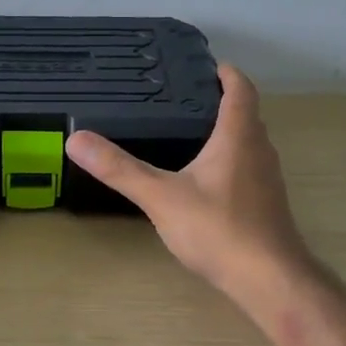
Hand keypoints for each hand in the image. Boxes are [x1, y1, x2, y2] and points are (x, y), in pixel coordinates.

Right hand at [65, 64, 312, 304]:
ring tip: (190, 133)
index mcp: (238, 137)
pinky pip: (248, 168)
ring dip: (227, 132)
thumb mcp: (161, 197)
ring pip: (249, 143)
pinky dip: (229, 160)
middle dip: (221, 102)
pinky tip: (204, 180)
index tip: (205, 66)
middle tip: (185, 98)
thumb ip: (120, 169)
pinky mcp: (266, 204)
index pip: (240, 89)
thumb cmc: (218, 229)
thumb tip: (77, 140)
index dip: (226, 73)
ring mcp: (267, 179)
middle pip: (246, 114)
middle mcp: (260, 151)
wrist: (268, 279)